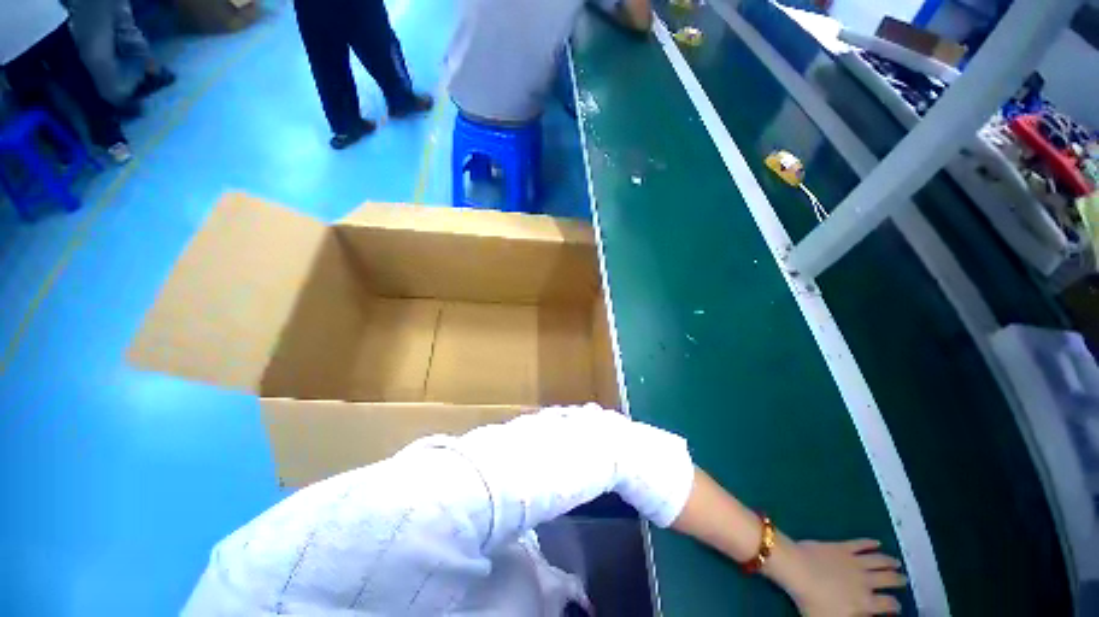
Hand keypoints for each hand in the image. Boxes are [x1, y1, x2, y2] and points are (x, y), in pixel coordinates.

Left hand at [771, 539, 906, 615]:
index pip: (888, 605)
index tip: (897, 606)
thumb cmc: (813, 601)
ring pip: (878, 560)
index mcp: (865, 602)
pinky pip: (859, 544)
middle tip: (903, 579)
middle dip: (897, 580)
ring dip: (889, 561)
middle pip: (888, 579)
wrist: (798, 569)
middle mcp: (865, 581)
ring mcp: (854, 562)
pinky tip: (875, 542)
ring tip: (896, 562)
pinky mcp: (841, 547)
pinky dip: (869, 543)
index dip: (894, 606)